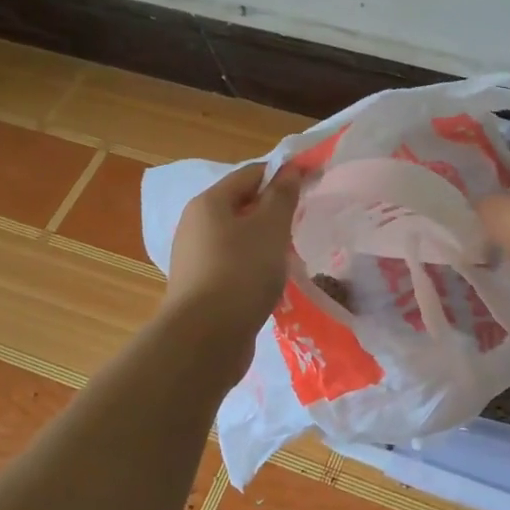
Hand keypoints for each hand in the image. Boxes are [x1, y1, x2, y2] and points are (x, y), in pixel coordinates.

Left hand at [164, 163, 301, 345]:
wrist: (205, 339)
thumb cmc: (241, 272)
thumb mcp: (270, 227)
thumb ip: (282, 196)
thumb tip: (290, 170)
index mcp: (209, 203)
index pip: (251, 174)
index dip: (283, 174)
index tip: (313, 182)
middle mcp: (196, 226)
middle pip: (242, 205)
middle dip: (275, 209)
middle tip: (305, 219)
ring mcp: (196, 259)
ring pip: (239, 238)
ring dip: (267, 240)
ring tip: (294, 252)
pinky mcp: (202, 288)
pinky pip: (235, 265)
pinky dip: (256, 265)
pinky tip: (274, 280)